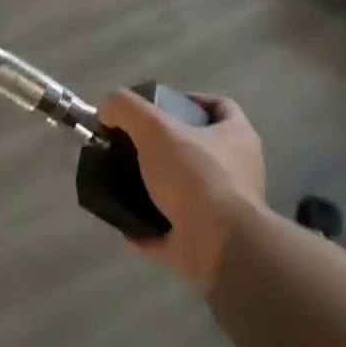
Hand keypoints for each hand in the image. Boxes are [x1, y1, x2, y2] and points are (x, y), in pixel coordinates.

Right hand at [96, 90, 267, 292]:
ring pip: (188, 192)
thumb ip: (126, 108)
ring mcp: (226, 211)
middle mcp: (239, 172)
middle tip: (134, 145)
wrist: (218, 246)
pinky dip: (151, 228)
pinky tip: (126, 225)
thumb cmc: (195, 176)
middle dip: (167, 147)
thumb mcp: (155, 128)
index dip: (191, 100)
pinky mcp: (210, 245)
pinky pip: (174, 232)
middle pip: (201, 149)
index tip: (160, 106)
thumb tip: (107, 110)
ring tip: (125, 183)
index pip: (220, 106)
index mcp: (237, 138)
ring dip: (158, 189)